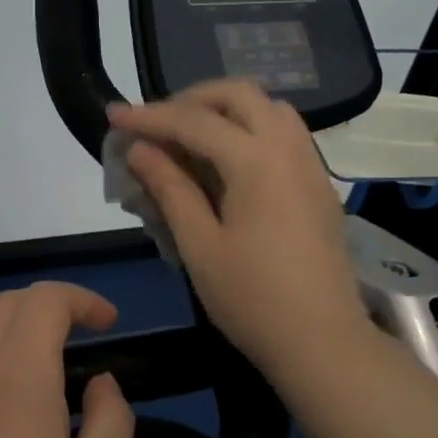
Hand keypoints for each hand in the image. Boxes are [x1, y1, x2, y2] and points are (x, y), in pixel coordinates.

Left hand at [0, 283, 135, 437]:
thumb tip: (99, 383)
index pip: (45, 300)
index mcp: (19, 377)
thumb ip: (111, 421)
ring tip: (36, 352)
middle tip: (82, 340)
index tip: (110, 325)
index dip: (82, 300)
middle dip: (51, 306)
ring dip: (10, 319)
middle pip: (7, 303)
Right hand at [108, 80, 369, 380]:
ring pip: (269, 109)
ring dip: (227, 111)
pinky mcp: (319, 186)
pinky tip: (228, 165)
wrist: (323, 342)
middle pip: (240, 94)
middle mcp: (289, 149)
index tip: (114, 115)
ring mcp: (311, 166)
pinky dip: (251, 130)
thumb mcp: (199, 247)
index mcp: (257, 161)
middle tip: (158, 124)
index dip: (149, 116)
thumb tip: (140, 150)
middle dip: (193, 99)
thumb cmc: (253, 300)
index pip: (194, 121)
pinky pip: (285, 135)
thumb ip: (170, 189)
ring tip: (191, 139)